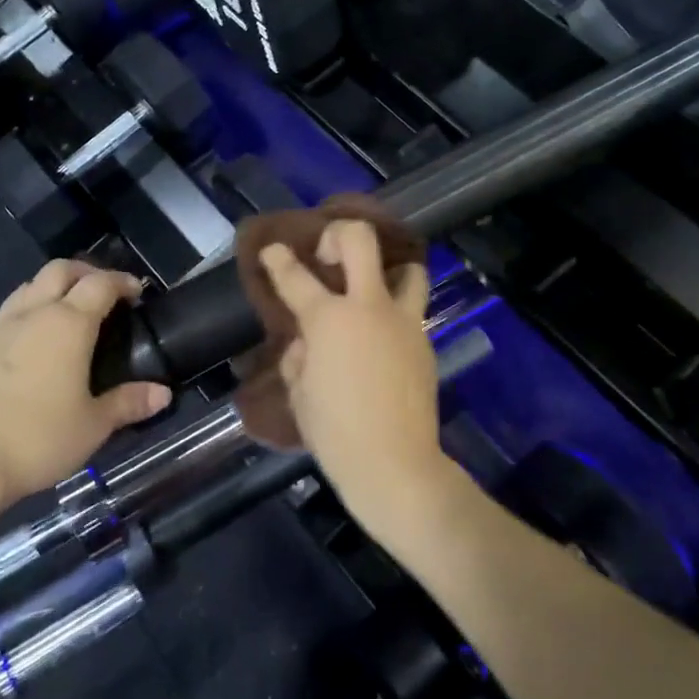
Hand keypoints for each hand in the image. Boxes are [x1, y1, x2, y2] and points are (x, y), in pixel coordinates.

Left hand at [0, 261, 171, 500]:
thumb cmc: (39, 438)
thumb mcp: (94, 425)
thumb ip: (129, 402)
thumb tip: (163, 394)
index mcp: (68, 324)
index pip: (100, 283)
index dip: (122, 281)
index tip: (136, 292)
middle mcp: (33, 314)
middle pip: (60, 270)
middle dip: (86, 272)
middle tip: (103, 292)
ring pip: (29, 286)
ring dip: (53, 287)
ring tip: (67, 310)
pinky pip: (6, 313)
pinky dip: (26, 312)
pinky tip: (30, 340)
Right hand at [259, 221, 446, 536]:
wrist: (396, 465)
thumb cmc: (335, 432)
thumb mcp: (299, 392)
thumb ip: (299, 354)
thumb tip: (308, 340)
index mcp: (329, 319)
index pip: (295, 276)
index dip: (278, 259)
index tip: (273, 250)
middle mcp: (369, 307)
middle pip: (360, 240)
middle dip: (339, 234)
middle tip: (328, 255)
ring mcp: (404, 321)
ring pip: (407, 268)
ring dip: (387, 270)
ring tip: (371, 290)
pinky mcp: (425, 340)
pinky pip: (412, 310)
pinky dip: (396, 311)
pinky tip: (382, 337)